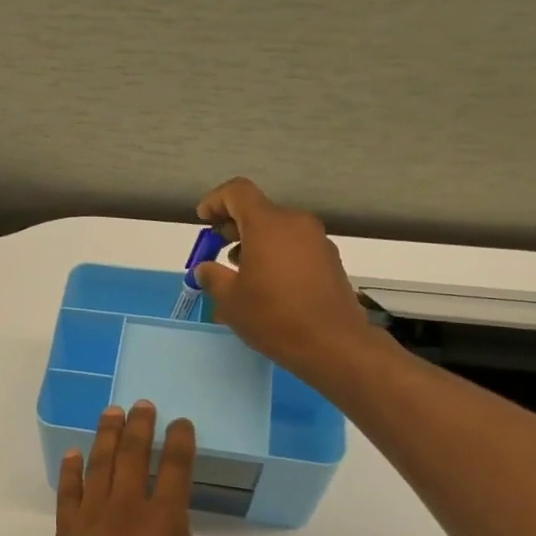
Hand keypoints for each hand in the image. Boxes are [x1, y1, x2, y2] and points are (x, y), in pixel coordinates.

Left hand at [47, 402, 211, 535]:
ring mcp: (91, 521)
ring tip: (111, 413)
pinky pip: (68, 494)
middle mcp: (126, 511)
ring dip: (106, 437)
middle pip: (133, 455)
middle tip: (142, 405)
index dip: (179, 441)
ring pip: (98, 466)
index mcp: (165, 521)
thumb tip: (168, 533)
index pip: (175, 468)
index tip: (181, 422)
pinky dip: (70, 471)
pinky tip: (73, 454)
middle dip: (139, 426)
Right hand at [195, 177, 376, 386]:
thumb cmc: (274, 317)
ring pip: (278, 230)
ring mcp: (317, 241)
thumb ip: (212, 277)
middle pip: (259, 211)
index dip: (216, 200)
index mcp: (268, 224)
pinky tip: (268, 286)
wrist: (333, 344)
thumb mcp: (230, 300)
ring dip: (255, 243)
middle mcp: (295, 223)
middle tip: (217, 250)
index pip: (237, 192)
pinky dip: (276, 256)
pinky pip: (295, 247)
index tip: (203, 220)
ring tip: (241, 273)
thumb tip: (205, 269)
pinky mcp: (330, 260)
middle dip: (234, 226)